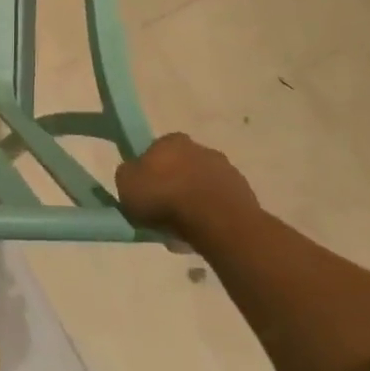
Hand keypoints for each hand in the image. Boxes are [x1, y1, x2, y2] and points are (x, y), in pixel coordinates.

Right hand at [116, 133, 258, 241]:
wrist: (216, 221)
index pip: (155, 150)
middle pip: (180, 166)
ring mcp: (227, 169)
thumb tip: (134, 172)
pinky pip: (217, 201)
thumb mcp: (126, 184)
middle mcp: (201, 148)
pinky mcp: (243, 192)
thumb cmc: (164, 198)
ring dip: (192, 198)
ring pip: (200, 184)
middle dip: (172, 183)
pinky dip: (209, 212)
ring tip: (180, 226)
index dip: (148, 170)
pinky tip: (199, 230)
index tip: (144, 190)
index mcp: (171, 140)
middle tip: (161, 209)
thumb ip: (127, 174)